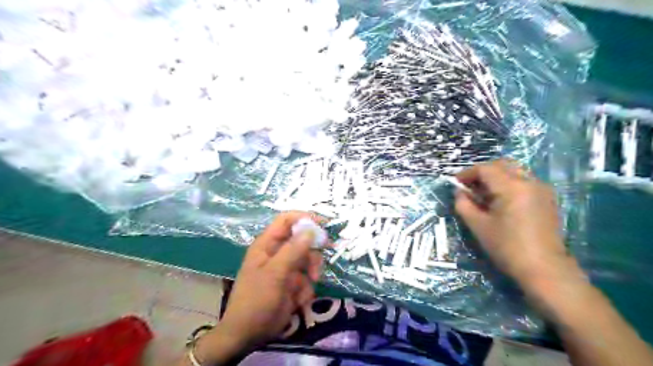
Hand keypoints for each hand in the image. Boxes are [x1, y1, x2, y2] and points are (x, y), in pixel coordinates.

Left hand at [195, 212, 325, 363]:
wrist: (248, 334)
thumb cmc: (256, 300)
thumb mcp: (274, 274)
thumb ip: (293, 250)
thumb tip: (311, 230)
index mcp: (268, 244)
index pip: (287, 220)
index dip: (305, 218)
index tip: (324, 225)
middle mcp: (278, 252)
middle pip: (303, 240)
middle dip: (313, 254)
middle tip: (318, 266)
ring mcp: (286, 268)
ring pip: (309, 260)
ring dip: (312, 273)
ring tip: (308, 287)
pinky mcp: (293, 283)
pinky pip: (308, 278)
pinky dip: (307, 289)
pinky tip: (298, 301)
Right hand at [455, 160, 580, 291]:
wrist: (544, 269)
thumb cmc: (507, 247)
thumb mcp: (478, 225)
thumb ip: (464, 204)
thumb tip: (460, 192)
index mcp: (512, 187)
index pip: (485, 169)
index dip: (467, 173)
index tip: (456, 183)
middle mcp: (529, 182)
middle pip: (502, 165)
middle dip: (482, 172)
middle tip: (469, 186)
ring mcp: (541, 189)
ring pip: (514, 171)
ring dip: (496, 177)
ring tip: (483, 194)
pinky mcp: (547, 199)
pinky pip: (523, 181)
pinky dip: (508, 183)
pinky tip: (500, 200)